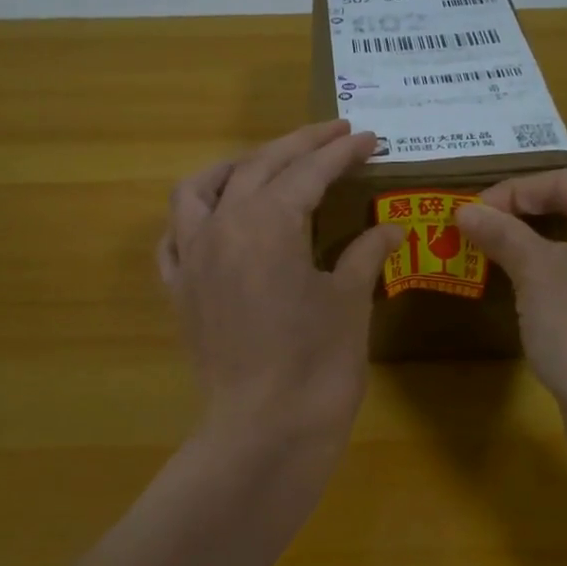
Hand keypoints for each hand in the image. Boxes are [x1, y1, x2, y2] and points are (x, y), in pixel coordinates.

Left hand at [159, 121, 401, 448]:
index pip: (309, 171)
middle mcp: (221, 226)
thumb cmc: (317, 365)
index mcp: (268, 221)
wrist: (264, 431)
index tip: (369, 138)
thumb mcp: (350, 301)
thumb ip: (365, 253)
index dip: (342, 152)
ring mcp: (192, 258)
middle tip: (336, 134)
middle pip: (259, 166)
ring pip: (200, 190)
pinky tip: (216, 221)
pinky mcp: (179, 292)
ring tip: (266, 164)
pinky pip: (174, 238)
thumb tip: (392, 228)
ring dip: (235, 167)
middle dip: (299, 145)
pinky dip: (194, 218)